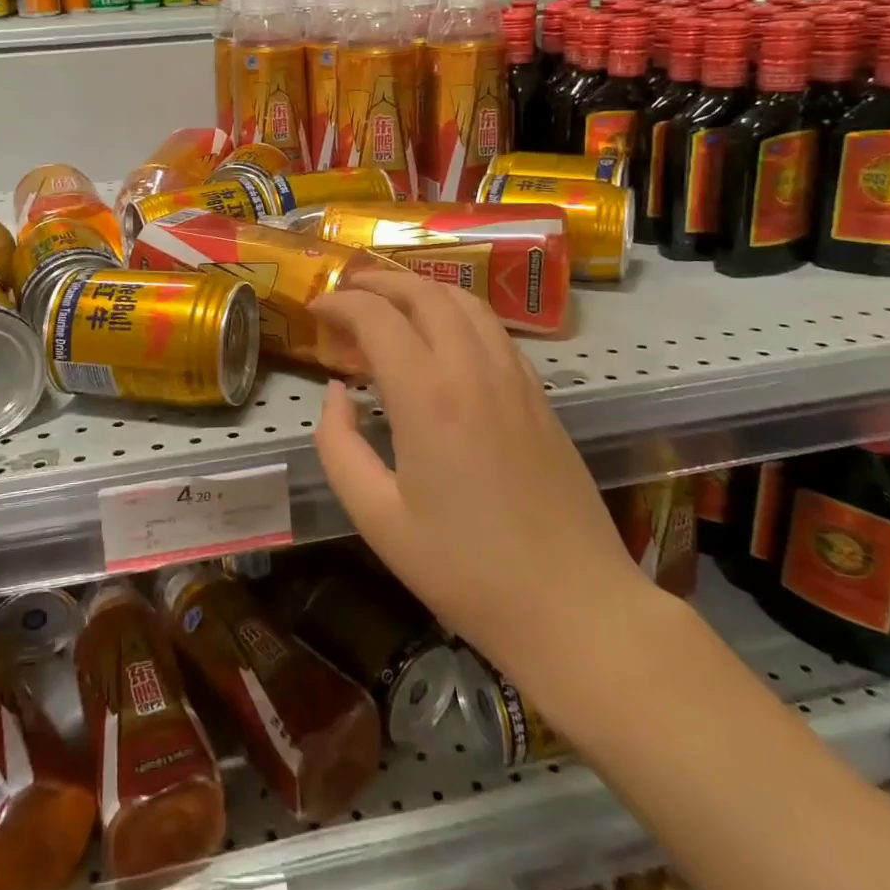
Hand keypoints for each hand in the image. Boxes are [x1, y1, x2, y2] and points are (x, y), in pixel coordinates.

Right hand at [309, 272, 655, 680]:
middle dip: (377, 282)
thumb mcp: (378, 519)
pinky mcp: (539, 393)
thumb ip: (340, 446)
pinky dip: (457, 313)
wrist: (574, 606)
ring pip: (464, 302)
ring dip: (420, 290)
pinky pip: (493, 329)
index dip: (339, 303)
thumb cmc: (466, 570)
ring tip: (390, 303)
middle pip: (423, 294)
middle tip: (346, 293)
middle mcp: (472, 369)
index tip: (315, 309)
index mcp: (427, 396)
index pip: (376, 317)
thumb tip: (336, 393)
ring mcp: (514, 376)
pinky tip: (443, 337)